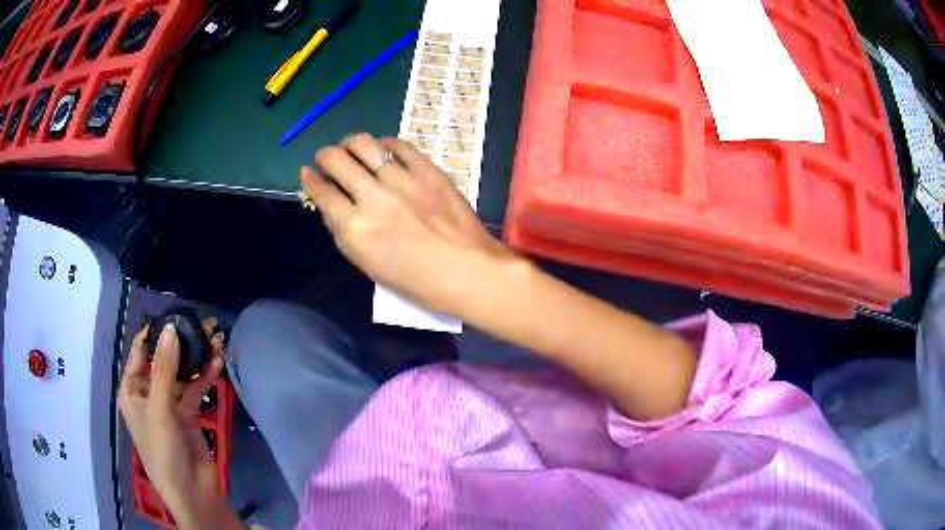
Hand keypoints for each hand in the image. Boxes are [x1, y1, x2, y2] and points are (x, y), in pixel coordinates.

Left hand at [118, 321, 239, 528]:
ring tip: (217, 338)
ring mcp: (169, 403)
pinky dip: (206, 376)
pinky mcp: (187, 414)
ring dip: (198, 357)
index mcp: (132, 390)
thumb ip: (164, 370)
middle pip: (164, 359)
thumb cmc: (164, 452)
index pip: (140, 351)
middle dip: (183, 342)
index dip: (155, 332)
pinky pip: (195, 389)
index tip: (176, 314)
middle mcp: (149, 393)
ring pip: (182, 373)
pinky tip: (219, 362)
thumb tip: (171, 329)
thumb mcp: (160, 410)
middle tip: (205, 324)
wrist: (193, 492)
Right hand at [300, 133, 518, 315]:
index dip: (310, 180)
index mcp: (355, 228)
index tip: (307, 173)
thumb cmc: (415, 280)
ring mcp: (402, 181)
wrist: (466, 271)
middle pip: (337, 160)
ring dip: (351, 143)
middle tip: (326, 158)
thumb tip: (331, 205)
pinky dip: (386, 143)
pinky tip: (384, 148)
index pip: (322, 193)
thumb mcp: (368, 265)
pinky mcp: (428, 171)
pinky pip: (401, 145)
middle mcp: (373, 198)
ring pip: (365, 144)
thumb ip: (344, 232)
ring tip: (351, 146)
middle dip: (324, 155)